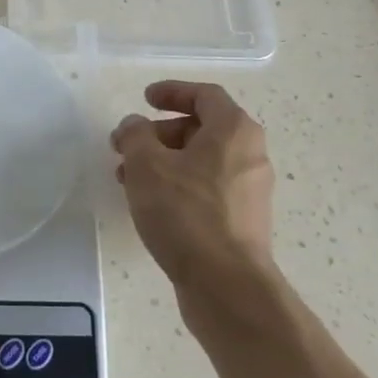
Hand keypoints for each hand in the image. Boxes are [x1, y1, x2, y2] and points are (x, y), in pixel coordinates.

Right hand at [111, 81, 276, 293]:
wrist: (226, 285)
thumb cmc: (186, 212)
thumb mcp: (147, 164)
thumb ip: (135, 135)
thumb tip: (135, 126)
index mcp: (234, 131)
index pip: (205, 95)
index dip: (172, 91)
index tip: (144, 98)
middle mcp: (250, 155)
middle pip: (202, 129)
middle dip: (159, 133)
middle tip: (127, 145)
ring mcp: (249, 191)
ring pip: (201, 162)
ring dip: (163, 162)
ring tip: (127, 179)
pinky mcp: (242, 221)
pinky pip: (206, 189)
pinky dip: (178, 185)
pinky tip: (150, 204)